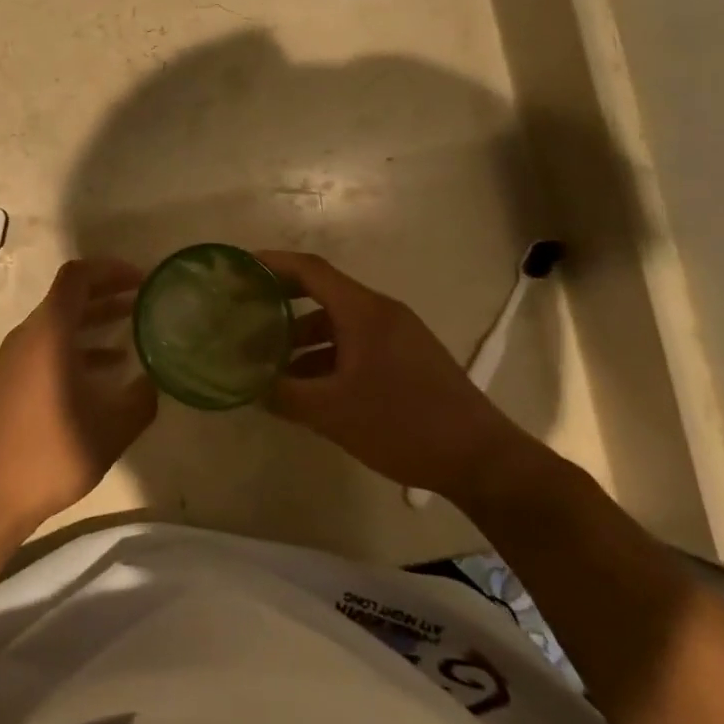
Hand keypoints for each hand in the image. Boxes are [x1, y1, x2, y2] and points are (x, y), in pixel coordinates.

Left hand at [0, 259, 157, 536]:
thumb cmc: (49, 455)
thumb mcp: (110, 430)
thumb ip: (141, 399)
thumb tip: (154, 379)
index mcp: (48, 333)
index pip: (77, 277)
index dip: (111, 269)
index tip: (142, 279)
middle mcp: (29, 335)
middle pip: (69, 297)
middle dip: (108, 292)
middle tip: (145, 298)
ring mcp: (15, 358)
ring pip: (60, 323)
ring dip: (95, 321)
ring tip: (135, 328)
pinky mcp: (11, 380)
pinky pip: (49, 347)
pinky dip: (79, 347)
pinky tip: (108, 369)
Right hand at [257, 251, 534, 502]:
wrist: (482, 460)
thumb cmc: (402, 424)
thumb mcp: (332, 413)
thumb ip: (285, 395)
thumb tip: (251, 386)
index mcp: (364, 312)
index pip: (310, 270)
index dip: (273, 264)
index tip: (240, 267)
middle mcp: (381, 313)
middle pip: (323, 292)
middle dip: (282, 301)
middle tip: (246, 312)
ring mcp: (399, 335)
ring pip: (339, 322)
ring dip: (303, 336)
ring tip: (271, 360)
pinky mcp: (408, 357)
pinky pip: (357, 341)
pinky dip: (327, 353)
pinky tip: (309, 384)